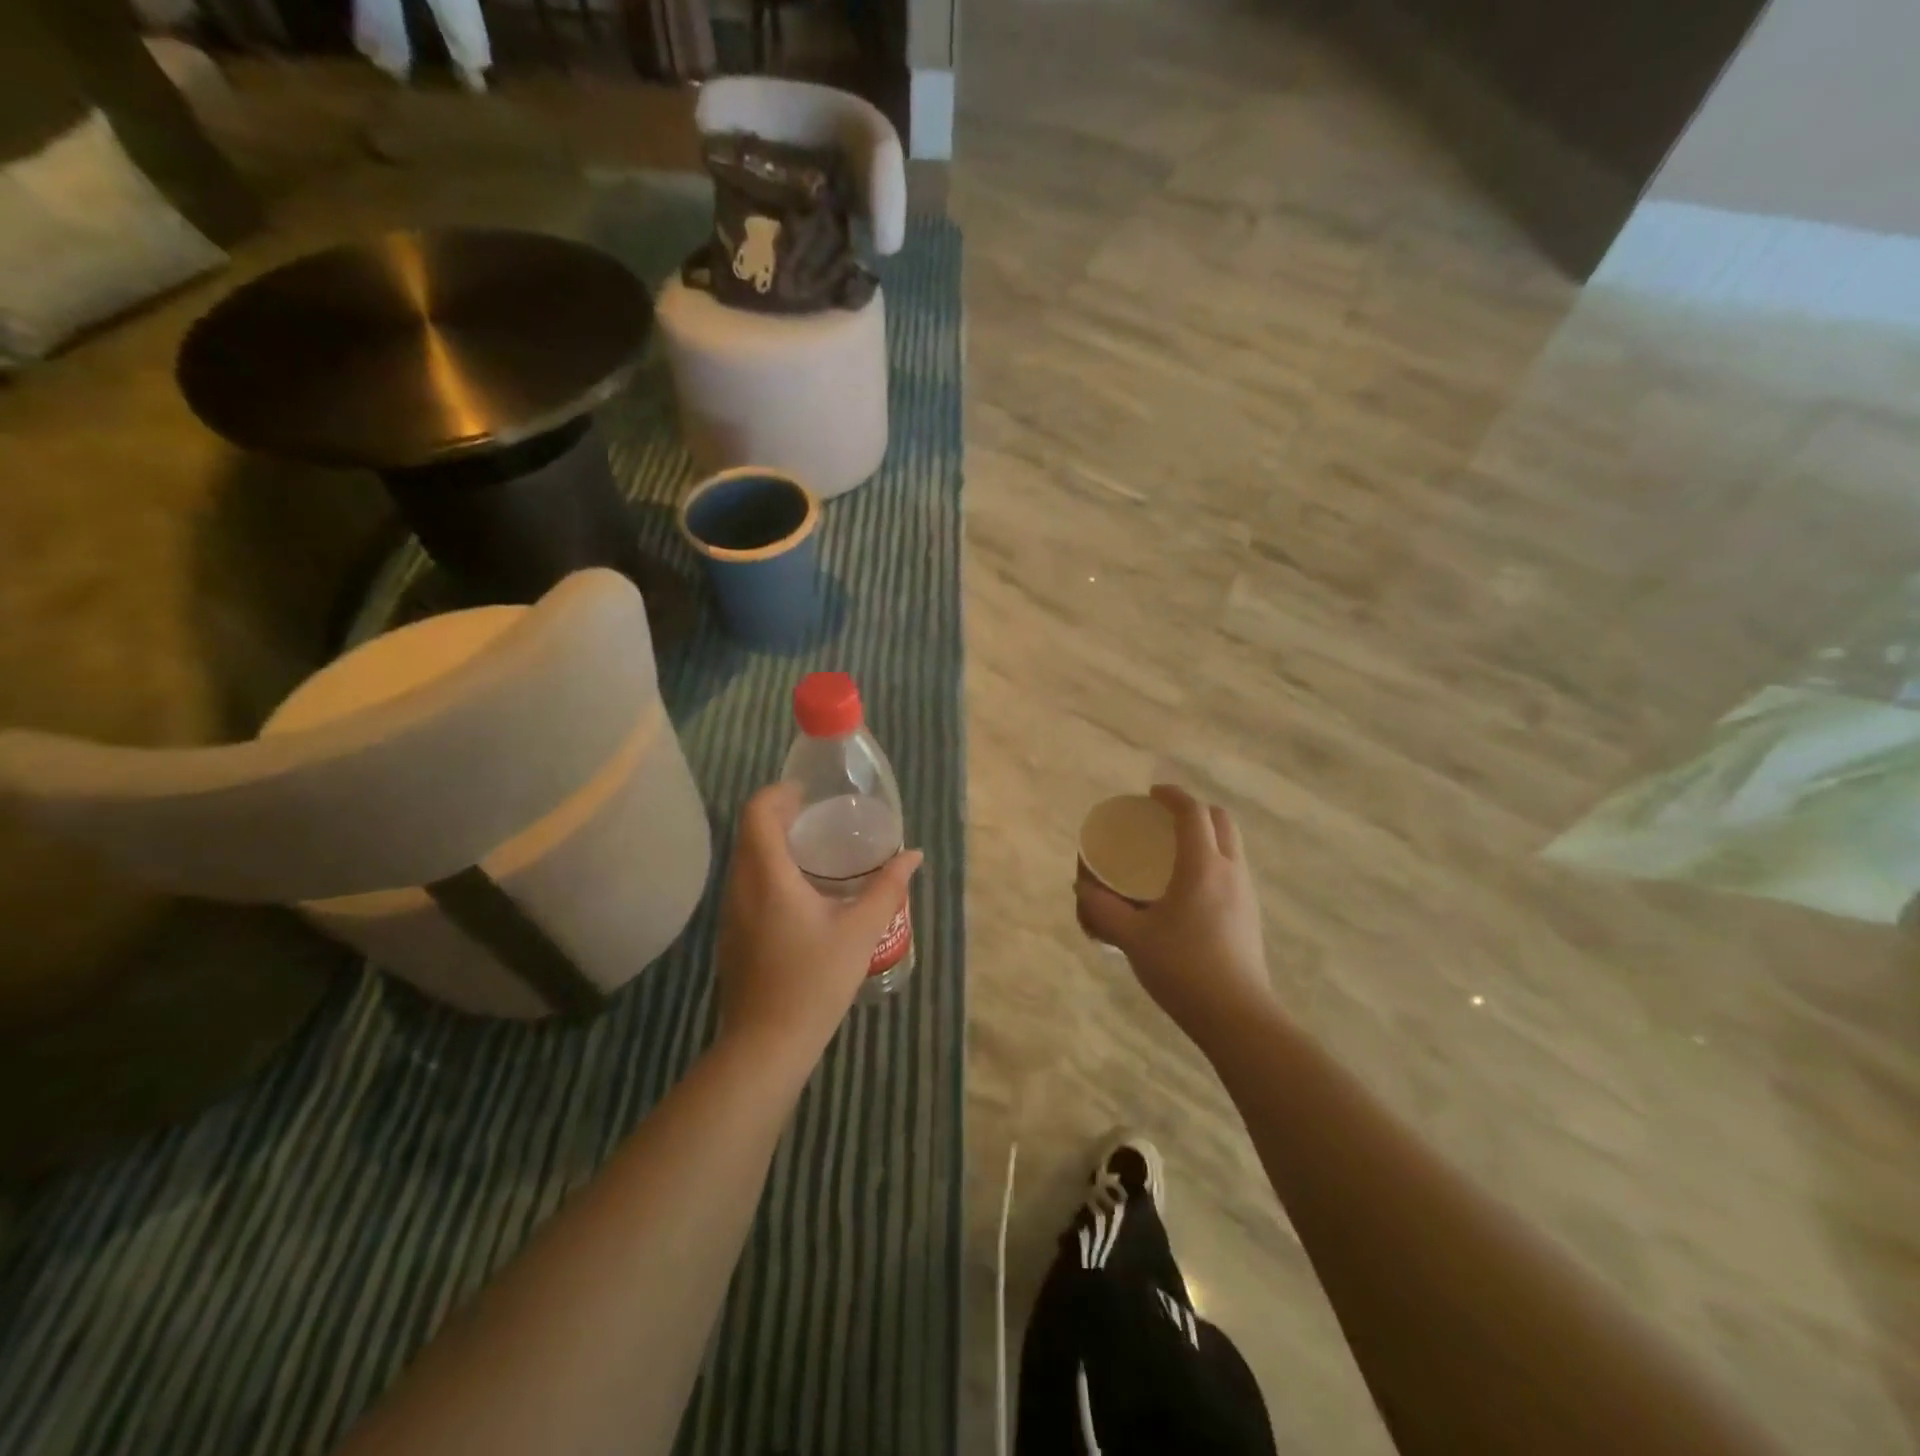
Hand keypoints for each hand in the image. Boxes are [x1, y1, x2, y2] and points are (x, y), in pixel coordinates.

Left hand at [714, 783, 923, 1069]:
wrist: (766, 1045)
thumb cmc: (814, 981)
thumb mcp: (860, 931)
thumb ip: (888, 887)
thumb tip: (913, 855)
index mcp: (767, 876)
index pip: (757, 813)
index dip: (779, 793)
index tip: (808, 792)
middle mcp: (740, 887)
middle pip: (749, 832)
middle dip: (779, 815)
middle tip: (818, 816)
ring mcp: (730, 913)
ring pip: (745, 860)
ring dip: (772, 844)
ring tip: (813, 850)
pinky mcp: (731, 935)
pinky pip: (745, 885)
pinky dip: (768, 871)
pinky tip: (799, 893)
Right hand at [1076, 785, 1272, 1043]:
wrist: (1237, 1017)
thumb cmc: (1183, 969)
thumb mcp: (1132, 938)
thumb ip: (1101, 910)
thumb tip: (1081, 887)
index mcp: (1202, 867)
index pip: (1192, 813)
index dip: (1172, 796)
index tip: (1151, 794)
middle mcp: (1230, 871)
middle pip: (1221, 820)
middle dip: (1194, 810)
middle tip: (1164, 820)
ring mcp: (1246, 893)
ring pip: (1231, 845)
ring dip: (1206, 835)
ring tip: (1174, 852)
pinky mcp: (1250, 915)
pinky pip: (1232, 869)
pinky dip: (1212, 860)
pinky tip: (1187, 889)